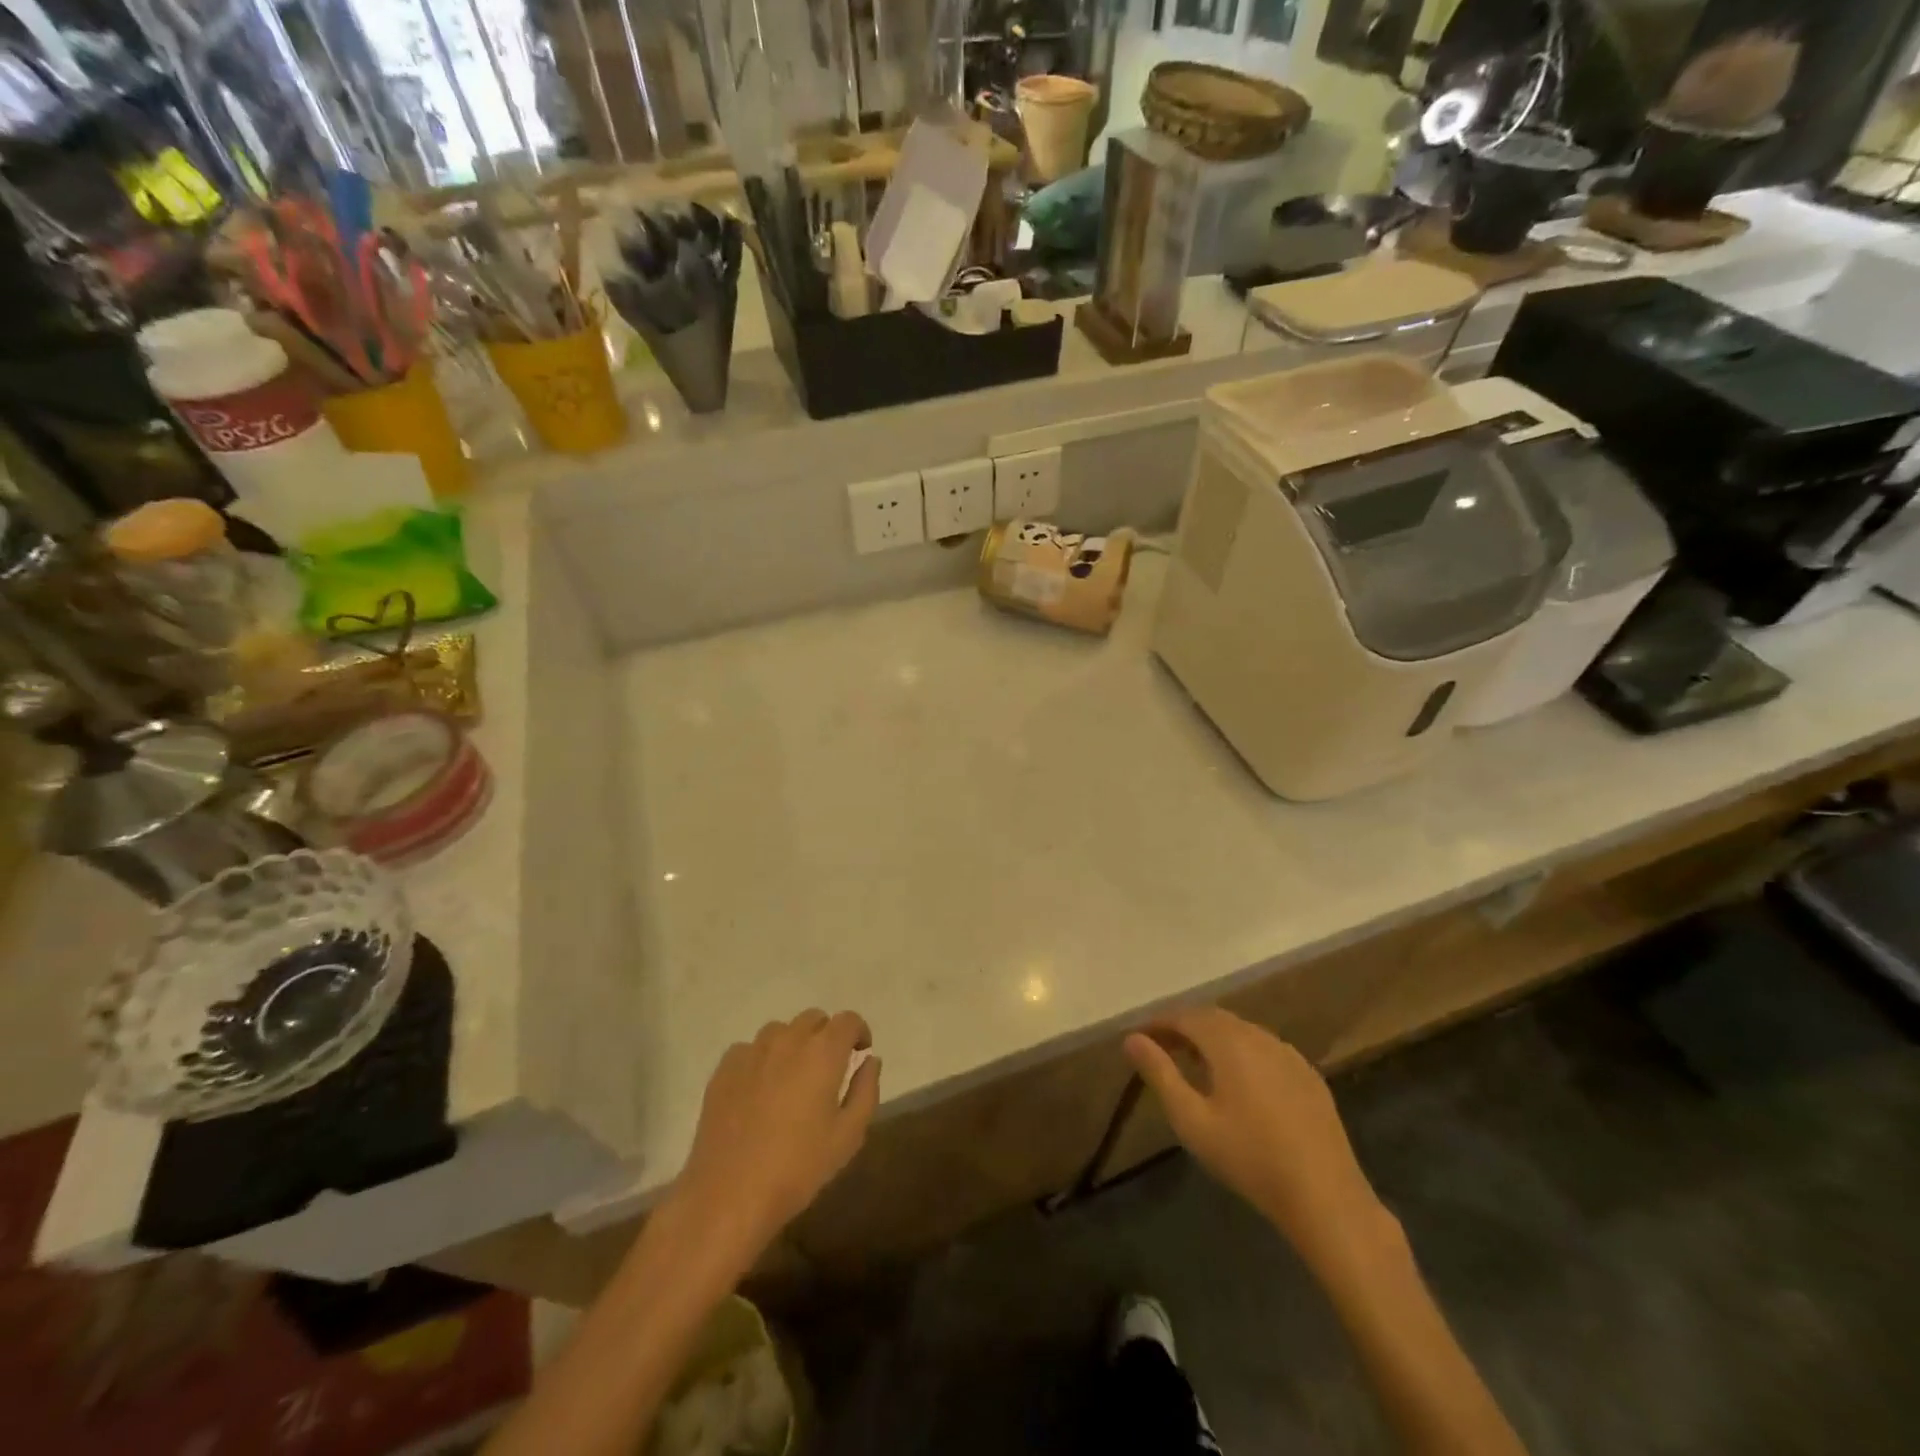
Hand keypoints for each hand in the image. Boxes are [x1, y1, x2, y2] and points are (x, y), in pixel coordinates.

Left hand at [672, 1010, 880, 1264]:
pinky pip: (750, 1049)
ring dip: (793, 1044)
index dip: (858, 1031)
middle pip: (813, 1019)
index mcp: (823, 1052)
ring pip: (780, 1031)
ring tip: (792, 1077)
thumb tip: (870, 1060)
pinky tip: (760, 1089)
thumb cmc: (798, 1168)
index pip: (848, 1020)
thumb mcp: (848, 1136)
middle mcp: (788, 1040)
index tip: (861, 1051)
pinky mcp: (724, 1069)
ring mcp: (752, 1051)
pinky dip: (762, 1059)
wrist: (729, 1195)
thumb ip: (866, 1090)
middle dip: (826, 1035)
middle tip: (828, 1068)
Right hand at [1125, 1008, 1383, 1259]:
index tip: (1138, 1037)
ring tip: (1194, 1063)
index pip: (1185, 1016)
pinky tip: (1238, 1081)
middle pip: (1214, 1018)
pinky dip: (1241, 1052)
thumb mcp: (1192, 1120)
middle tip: (1161, 1047)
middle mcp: (1259, 1036)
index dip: (1159, 1023)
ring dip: (1213, 1038)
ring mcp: (1288, 1054)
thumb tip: (1131, 1039)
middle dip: (1184, 1027)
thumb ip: (1159, 1074)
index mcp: (1229, 1042)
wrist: (1325, 1196)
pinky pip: (1265, 1049)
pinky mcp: (1307, 1075)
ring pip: (1241, 1031)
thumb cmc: (1249, 1157)